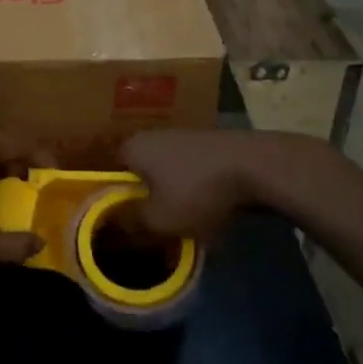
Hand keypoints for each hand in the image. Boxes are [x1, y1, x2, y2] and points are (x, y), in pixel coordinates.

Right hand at [120, 130, 271, 240]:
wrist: (255, 166)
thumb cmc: (196, 190)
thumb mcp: (158, 219)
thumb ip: (130, 222)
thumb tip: (112, 224)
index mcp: (131, 148)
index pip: (107, 175)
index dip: (110, 201)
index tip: (120, 224)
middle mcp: (150, 136)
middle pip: (136, 174)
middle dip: (142, 199)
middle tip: (150, 227)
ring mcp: (180, 137)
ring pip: (163, 174)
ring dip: (168, 196)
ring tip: (179, 223)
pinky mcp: (205, 145)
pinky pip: (186, 172)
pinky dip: (190, 189)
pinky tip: (202, 208)